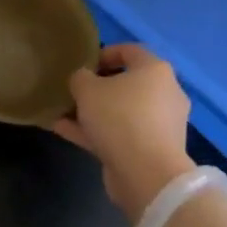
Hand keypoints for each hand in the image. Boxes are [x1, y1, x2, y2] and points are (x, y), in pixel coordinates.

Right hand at [53, 44, 194, 223]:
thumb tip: (83, 79)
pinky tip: (64, 131)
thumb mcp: (87, 89)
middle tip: (73, 91)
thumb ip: (80, 78)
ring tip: (62, 113)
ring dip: (93, 112)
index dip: (104, 53)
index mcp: (155, 70)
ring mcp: (160, 125)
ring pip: (121, 112)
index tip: (83, 64)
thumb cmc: (119, 117)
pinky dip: (96, 132)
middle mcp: (164, 94)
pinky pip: (120, 134)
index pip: (130, 51)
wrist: (146, 174)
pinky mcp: (151, 151)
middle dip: (97, 87)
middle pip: (127, 84)